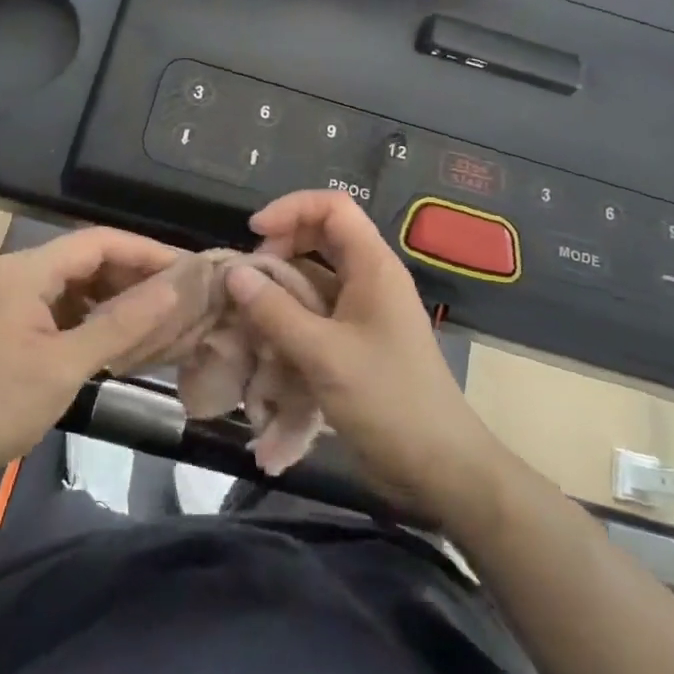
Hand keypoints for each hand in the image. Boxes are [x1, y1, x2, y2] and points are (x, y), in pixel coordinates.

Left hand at [0, 228, 185, 483]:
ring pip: (79, 280)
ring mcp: (14, 294)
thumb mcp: (66, 365)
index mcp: (25, 270)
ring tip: (161, 311)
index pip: (98, 242)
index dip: (146, 251)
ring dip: (118, 294)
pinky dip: (96, 313)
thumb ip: (122, 323)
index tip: (188, 268)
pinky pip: (65, 302)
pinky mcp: (14, 318)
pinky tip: (124, 331)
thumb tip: (174, 289)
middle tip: (181, 293)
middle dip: (135, 273)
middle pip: (89, 258)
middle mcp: (18, 270)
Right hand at [225, 190, 509, 526]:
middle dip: (281, 247)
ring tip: (248, 310)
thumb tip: (234, 272)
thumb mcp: (324, 354)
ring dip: (281, 286)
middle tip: (249, 276)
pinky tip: (265, 341)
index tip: (253, 234)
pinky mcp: (357, 341)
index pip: (333, 207)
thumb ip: (275, 311)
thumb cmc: (388, 401)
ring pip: (316, 276)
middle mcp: (370, 278)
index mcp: (373, 266)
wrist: (439, 466)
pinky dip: (290, 317)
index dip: (291, 208)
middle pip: (322, 236)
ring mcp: (365, 311)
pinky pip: (318, 311)